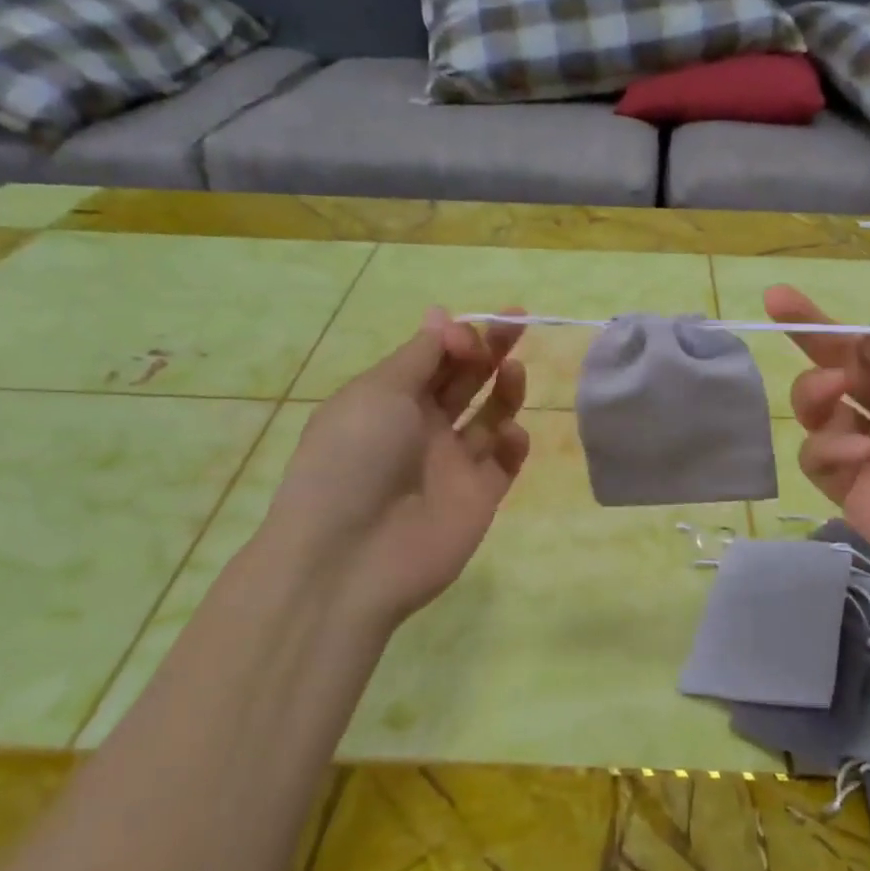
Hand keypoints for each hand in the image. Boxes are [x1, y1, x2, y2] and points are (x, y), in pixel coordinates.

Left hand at [258, 309, 530, 630]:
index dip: (457, 336)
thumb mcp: (379, 391)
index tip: (470, 332)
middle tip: (518, 321)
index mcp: (389, 398)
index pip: (433, 356)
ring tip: (514, 372)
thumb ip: (421, 354)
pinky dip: (514, 443)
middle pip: (465, 379)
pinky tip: (510, 435)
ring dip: (505, 389)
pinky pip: (504, 463)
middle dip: (490, 349)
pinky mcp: (478, 497)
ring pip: (490, 417)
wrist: (351, 556)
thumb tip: (440, 314)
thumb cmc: (355, 457)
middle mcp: (421, 427)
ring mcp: (452, 464)